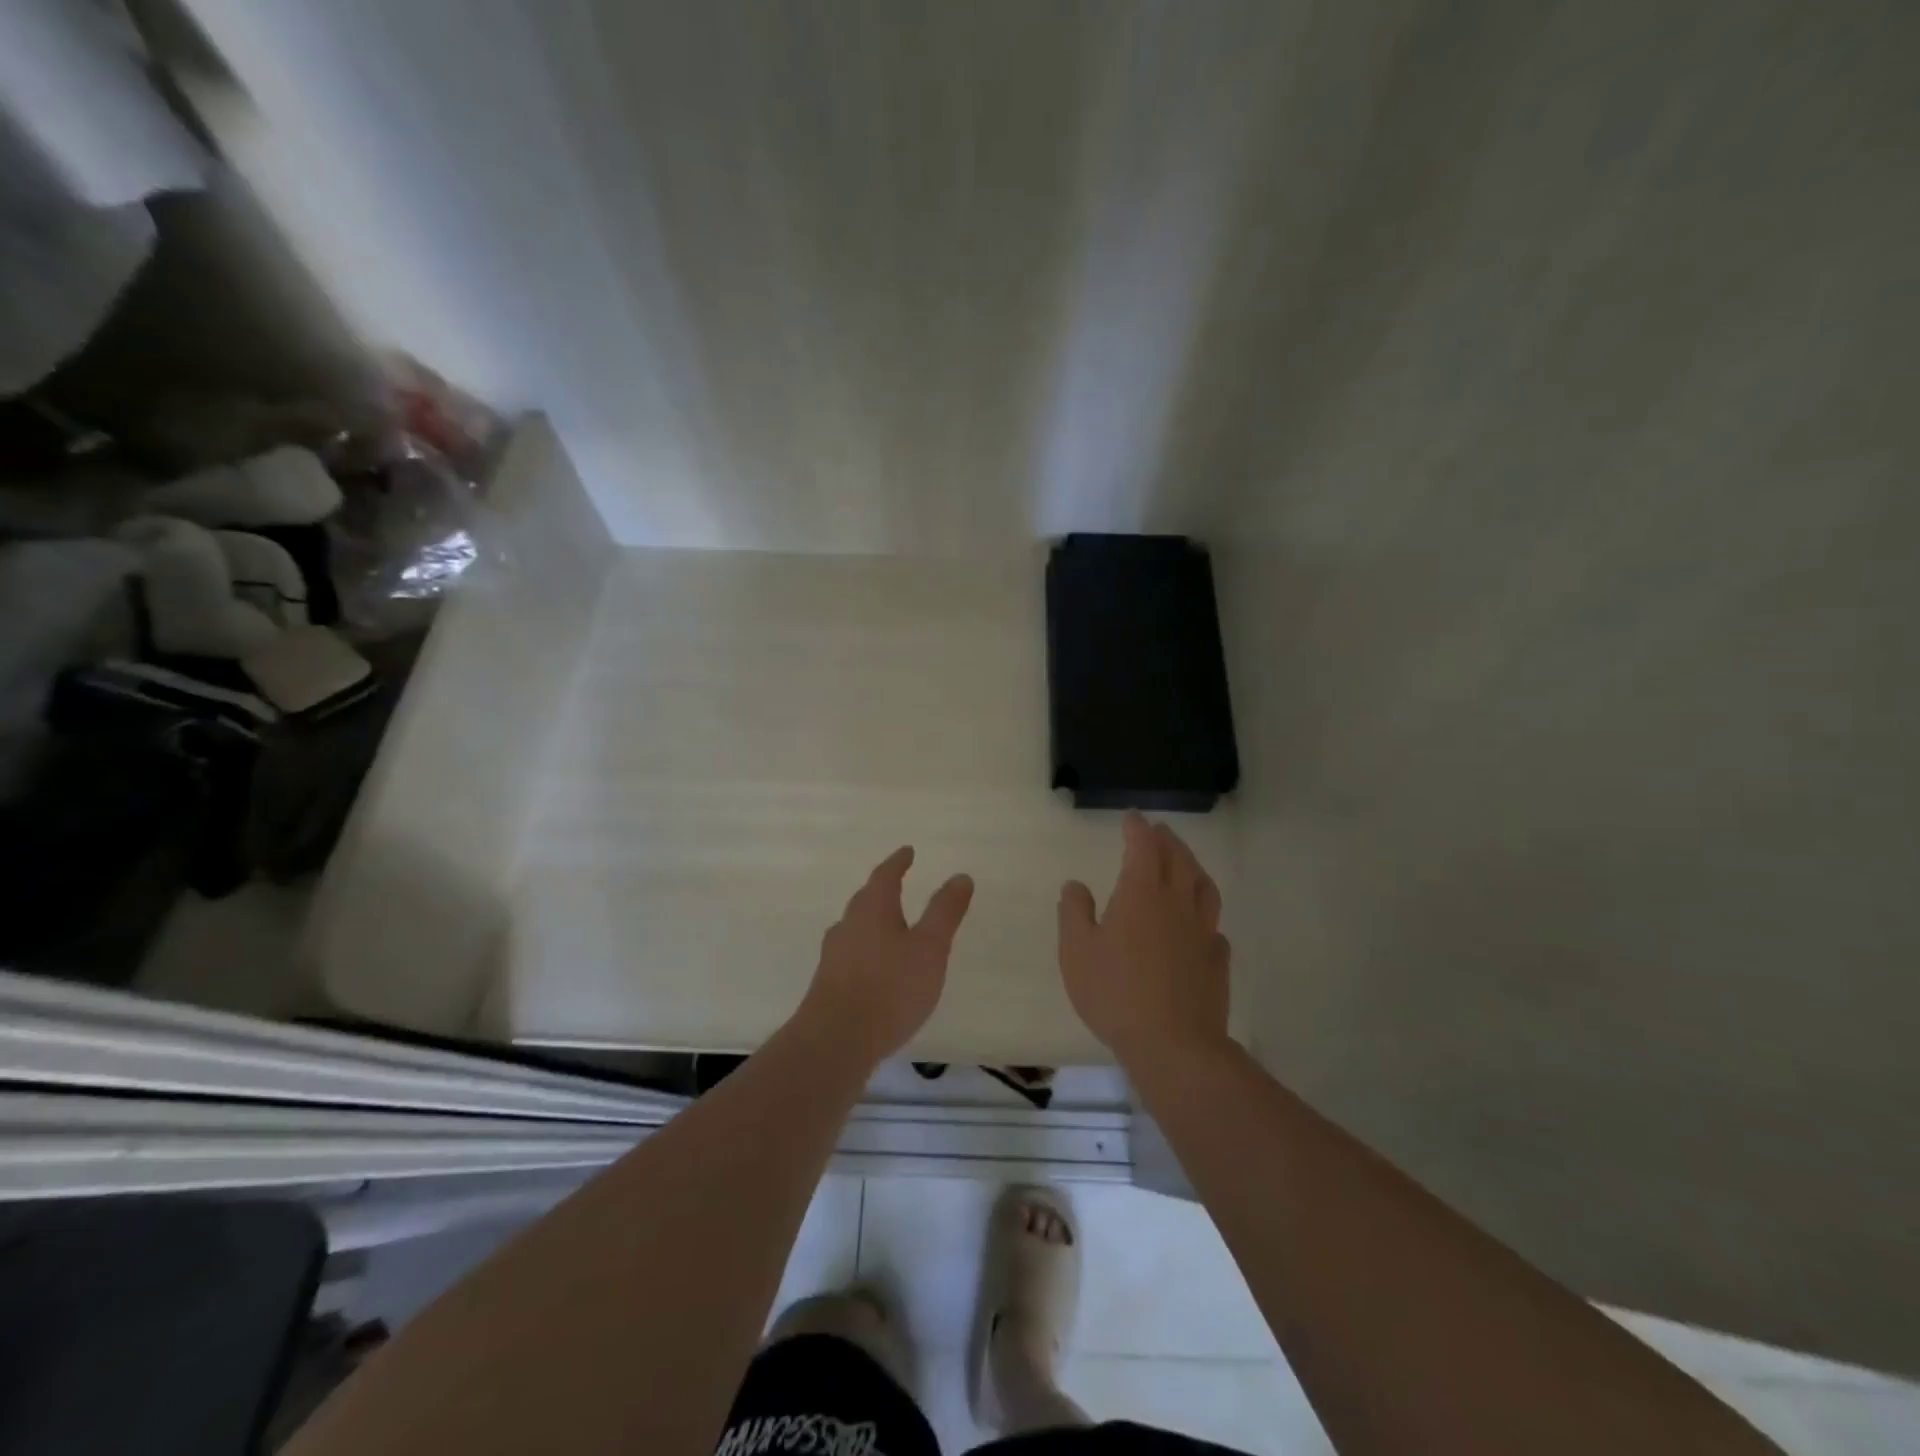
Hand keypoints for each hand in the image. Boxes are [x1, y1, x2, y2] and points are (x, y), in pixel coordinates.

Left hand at [797, 846, 974, 1064]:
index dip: (898, 862)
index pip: (886, 876)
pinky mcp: (827, 984)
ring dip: (872, 922)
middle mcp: (848, 925)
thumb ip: (945, 912)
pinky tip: (873, 969)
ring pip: (855, 928)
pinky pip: (850, 955)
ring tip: (888, 926)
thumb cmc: (890, 988)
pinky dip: (865, 950)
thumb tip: (960, 876)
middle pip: (866, 900)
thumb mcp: (930, 948)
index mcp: (873, 909)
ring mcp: (833, 955)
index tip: (907, 851)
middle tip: (897, 883)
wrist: (835, 1041)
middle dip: (882, 890)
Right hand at [1057, 812, 1230, 1063]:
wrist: (1173, 1044)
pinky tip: (1200, 925)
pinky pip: (1214, 927)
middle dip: (1167, 840)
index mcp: (1141, 893)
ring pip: (1204, 888)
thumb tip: (1076, 885)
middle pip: (1179, 859)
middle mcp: (1177, 903)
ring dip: (1193, 868)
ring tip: (1185, 864)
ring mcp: (1202, 932)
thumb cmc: (1115, 992)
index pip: (1143, 846)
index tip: (1131, 818)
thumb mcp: (1077, 951)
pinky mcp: (1217, 961)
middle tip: (1158, 832)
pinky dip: (1205, 916)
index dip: (1137, 828)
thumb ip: (1074, 912)